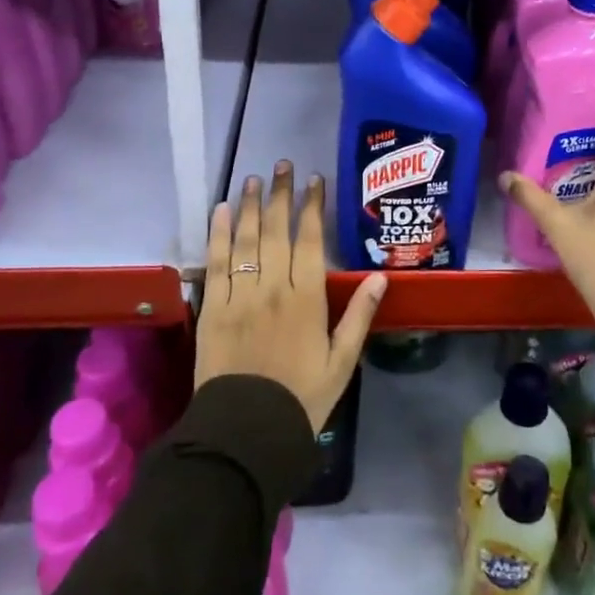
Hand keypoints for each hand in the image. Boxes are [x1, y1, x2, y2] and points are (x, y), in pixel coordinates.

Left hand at [196, 162, 387, 430]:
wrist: (248, 429)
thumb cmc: (302, 397)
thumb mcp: (342, 361)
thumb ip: (359, 316)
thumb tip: (382, 276)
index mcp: (307, 299)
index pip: (310, 240)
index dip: (312, 206)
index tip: (315, 180)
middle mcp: (273, 287)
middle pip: (277, 231)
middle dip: (281, 195)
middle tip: (281, 165)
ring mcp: (240, 295)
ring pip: (246, 239)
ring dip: (250, 206)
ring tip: (253, 179)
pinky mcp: (213, 307)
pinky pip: (216, 263)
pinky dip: (218, 234)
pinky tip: (220, 212)